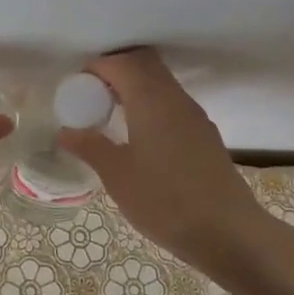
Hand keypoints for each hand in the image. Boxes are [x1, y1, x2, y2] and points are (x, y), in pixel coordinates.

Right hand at [56, 48, 266, 282]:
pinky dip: (152, 104)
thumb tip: (66, 131)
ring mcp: (195, 115)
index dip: (96, 67)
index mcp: (151, 99)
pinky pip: (173, 102)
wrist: (227, 232)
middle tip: (93, 94)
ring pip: (162, 81)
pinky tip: (141, 136)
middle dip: (117, 69)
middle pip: (145, 63)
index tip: (77, 86)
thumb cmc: (165, 201)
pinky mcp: (205, 133)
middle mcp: (175, 97)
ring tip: (113, 114)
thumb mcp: (117, 176)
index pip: (121, 62)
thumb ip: (90, 147)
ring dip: (136, 86)